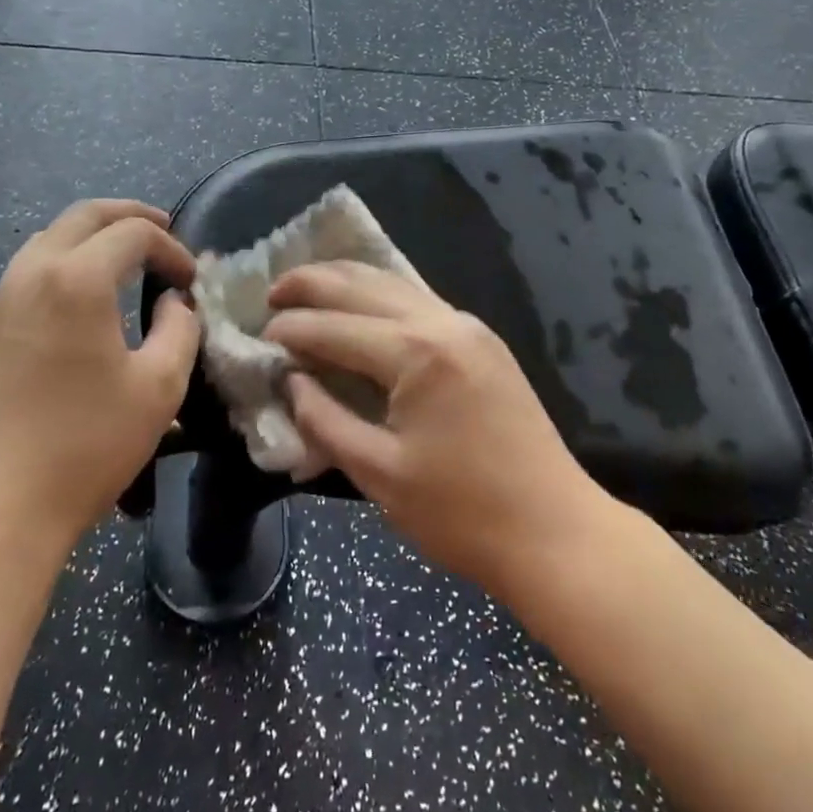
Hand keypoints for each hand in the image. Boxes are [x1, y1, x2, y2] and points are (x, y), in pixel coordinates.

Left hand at [0, 200, 200, 557]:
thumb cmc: (85, 446)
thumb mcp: (159, 388)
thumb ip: (180, 330)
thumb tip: (173, 303)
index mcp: (77, 280)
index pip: (133, 233)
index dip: (171, 248)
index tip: (191, 281)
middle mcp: (32, 274)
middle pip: (84, 216)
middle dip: (129, 216)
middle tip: (163, 230)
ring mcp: (0, 301)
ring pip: (50, 238)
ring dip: (93, 235)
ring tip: (126, 257)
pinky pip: (29, 271)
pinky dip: (65, 262)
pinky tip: (84, 297)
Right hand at [263, 261, 606, 599]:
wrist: (554, 529)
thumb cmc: (462, 514)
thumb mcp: (379, 474)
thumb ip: (326, 420)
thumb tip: (292, 382)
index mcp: (417, 353)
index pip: (336, 327)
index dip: (292, 330)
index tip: (258, 335)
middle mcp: (443, 322)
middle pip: (364, 285)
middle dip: (313, 283)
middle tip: (272, 292)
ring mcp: (468, 326)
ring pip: (394, 283)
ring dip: (347, 282)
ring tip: (306, 287)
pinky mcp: (482, 340)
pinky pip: (419, 300)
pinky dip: (380, 295)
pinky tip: (359, 305)